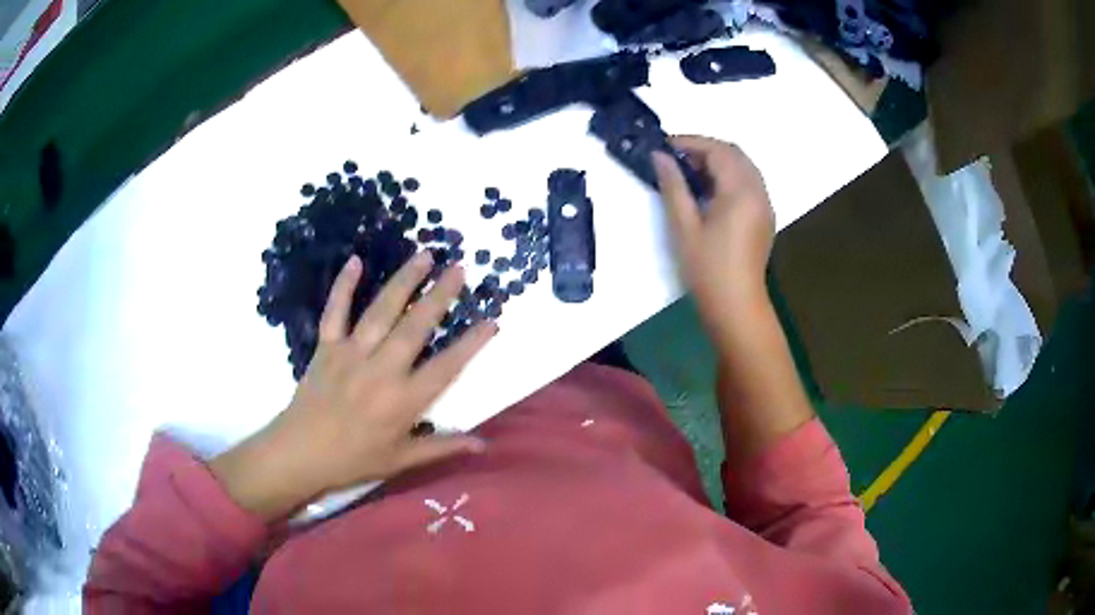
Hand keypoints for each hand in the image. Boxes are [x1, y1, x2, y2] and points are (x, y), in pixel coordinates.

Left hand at [211, 252, 496, 520]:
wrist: (301, 453)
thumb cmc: (354, 459)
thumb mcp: (401, 460)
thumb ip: (442, 447)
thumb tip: (483, 444)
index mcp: (403, 401)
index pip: (446, 367)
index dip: (471, 344)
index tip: (491, 321)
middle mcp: (381, 370)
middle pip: (416, 327)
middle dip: (440, 296)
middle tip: (460, 268)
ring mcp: (351, 353)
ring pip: (381, 311)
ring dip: (405, 281)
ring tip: (425, 255)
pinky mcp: (326, 346)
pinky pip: (336, 310)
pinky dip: (344, 285)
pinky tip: (355, 261)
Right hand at [652, 136, 773, 315]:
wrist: (736, 307)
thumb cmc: (707, 270)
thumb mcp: (684, 227)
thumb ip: (673, 186)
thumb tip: (660, 156)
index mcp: (741, 192)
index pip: (718, 150)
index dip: (690, 142)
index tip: (664, 147)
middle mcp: (758, 192)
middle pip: (734, 153)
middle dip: (705, 149)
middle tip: (675, 159)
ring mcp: (765, 205)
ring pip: (743, 167)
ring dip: (718, 161)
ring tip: (689, 174)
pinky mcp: (764, 217)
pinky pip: (749, 183)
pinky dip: (729, 176)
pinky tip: (709, 192)